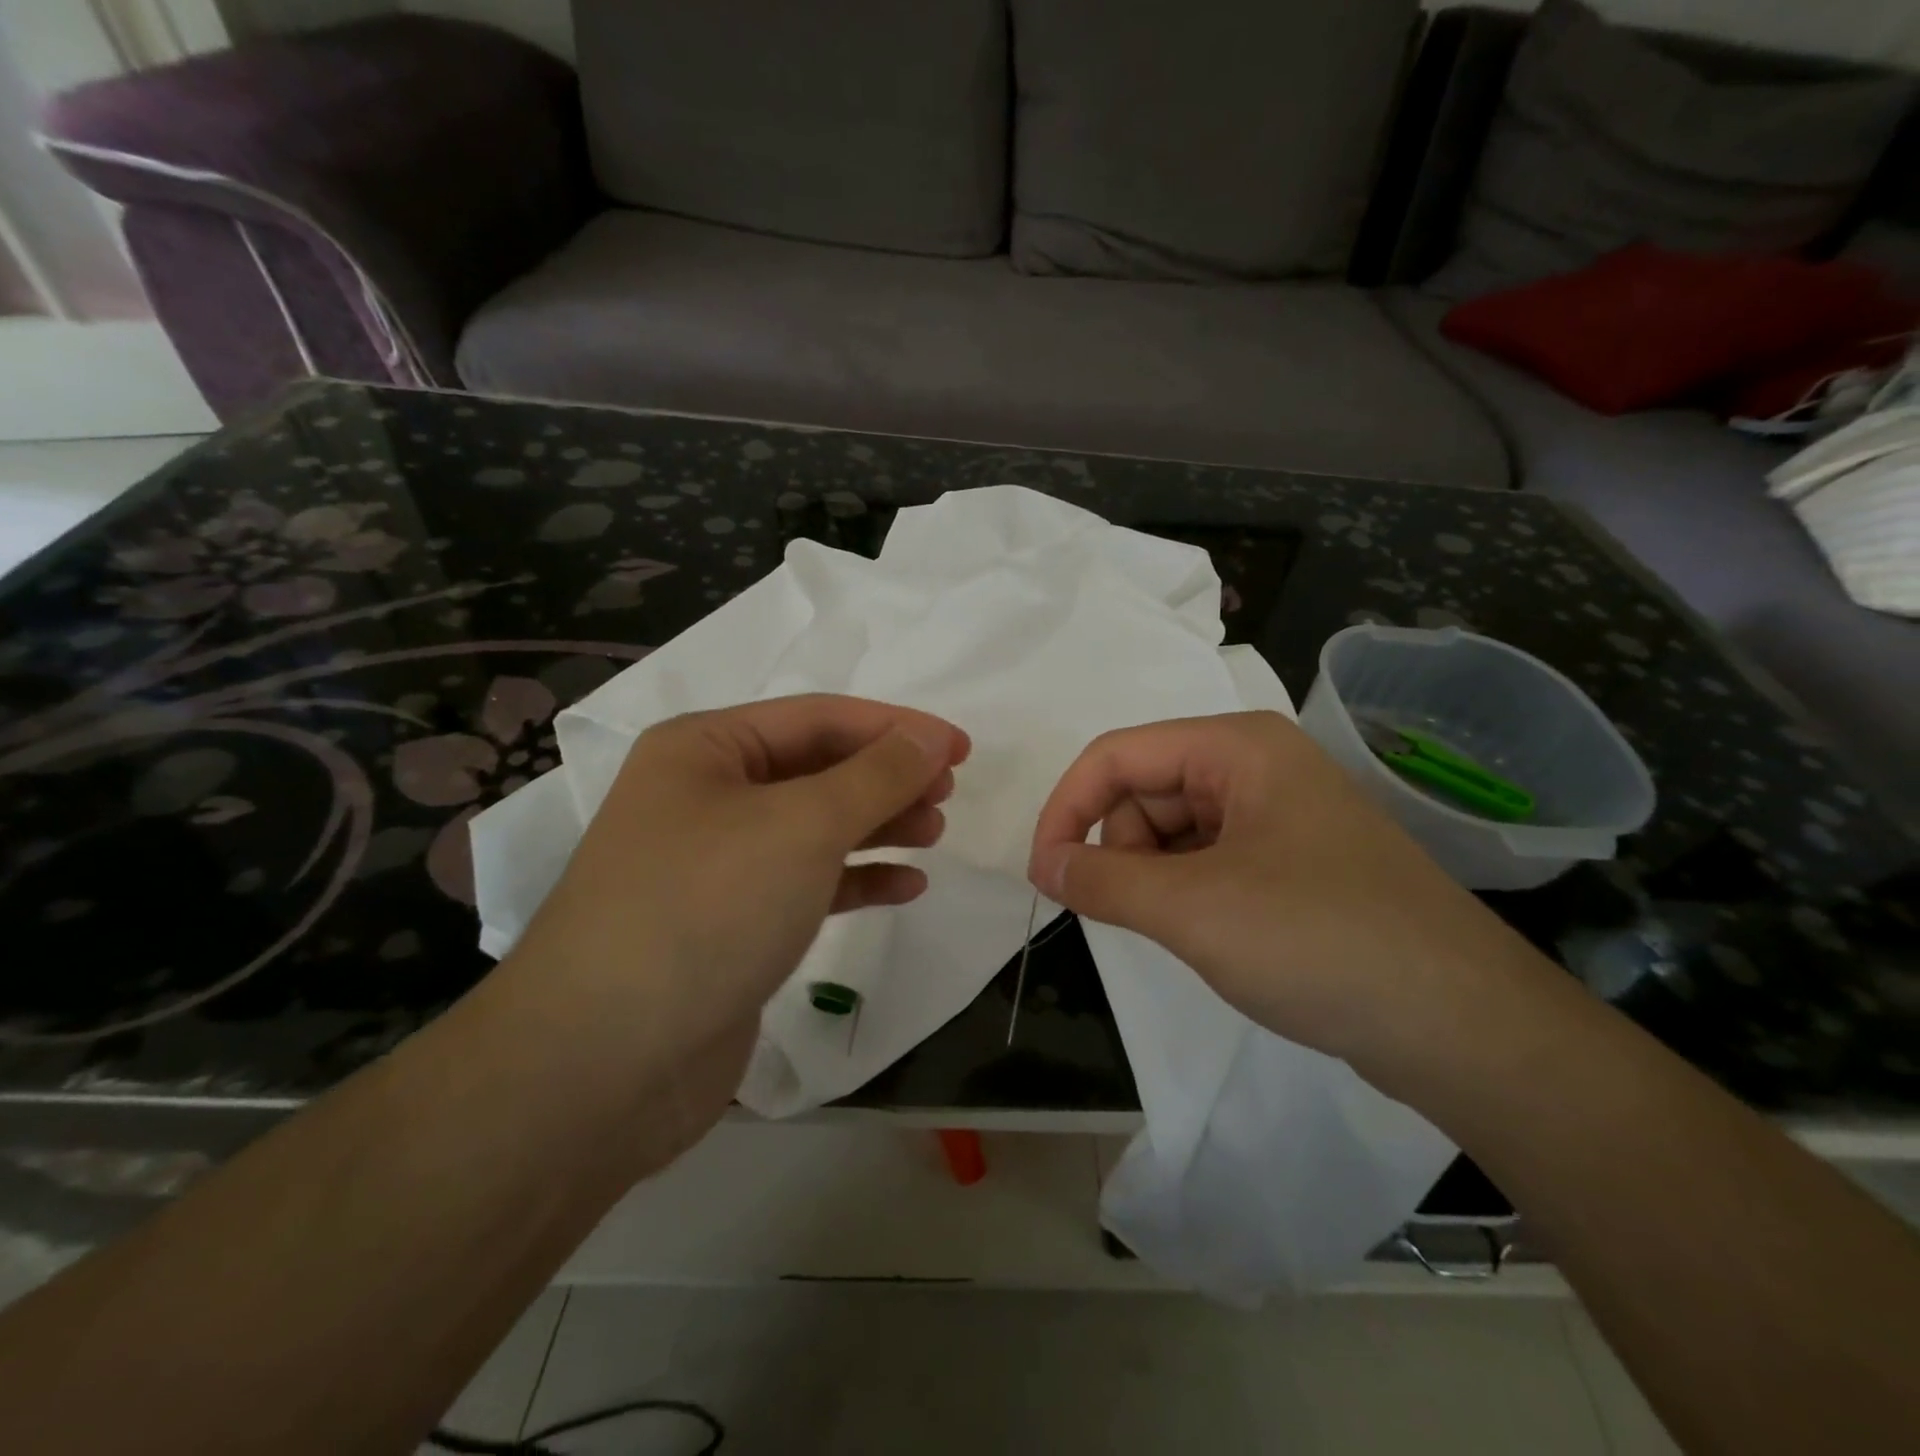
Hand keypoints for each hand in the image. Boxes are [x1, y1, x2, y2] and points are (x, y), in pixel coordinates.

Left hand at [496, 694, 968, 1167]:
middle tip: (948, 794)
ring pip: (815, 827)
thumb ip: (876, 776)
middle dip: (886, 777)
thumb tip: (930, 739)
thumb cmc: (706, 910)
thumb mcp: (802, 826)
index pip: (818, 717)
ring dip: (877, 825)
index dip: (895, 727)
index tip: (961, 748)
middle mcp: (705, 796)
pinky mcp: (732, 924)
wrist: (604, 1067)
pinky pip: (807, 882)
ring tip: (935, 834)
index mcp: (705, 749)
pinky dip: (856, 879)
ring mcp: (716, 864)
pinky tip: (906, 887)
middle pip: (817, 769)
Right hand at [1027, 712, 1532, 1073]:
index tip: (1043, 873)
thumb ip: (1103, 879)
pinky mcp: (1292, 862)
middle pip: (1145, 788)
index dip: (1067, 807)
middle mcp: (1258, 765)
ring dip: (1152, 875)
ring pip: (1173, 828)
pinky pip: (1208, 858)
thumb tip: (1043, 863)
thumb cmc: (1320, 942)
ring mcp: (1279, 814)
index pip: (1117, 754)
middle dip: (1120, 848)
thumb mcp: (1193, 908)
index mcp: (1238, 746)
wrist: (1464, 1027)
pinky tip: (1207, 933)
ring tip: (1181, 930)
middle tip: (1131, 913)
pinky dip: (1185, 891)